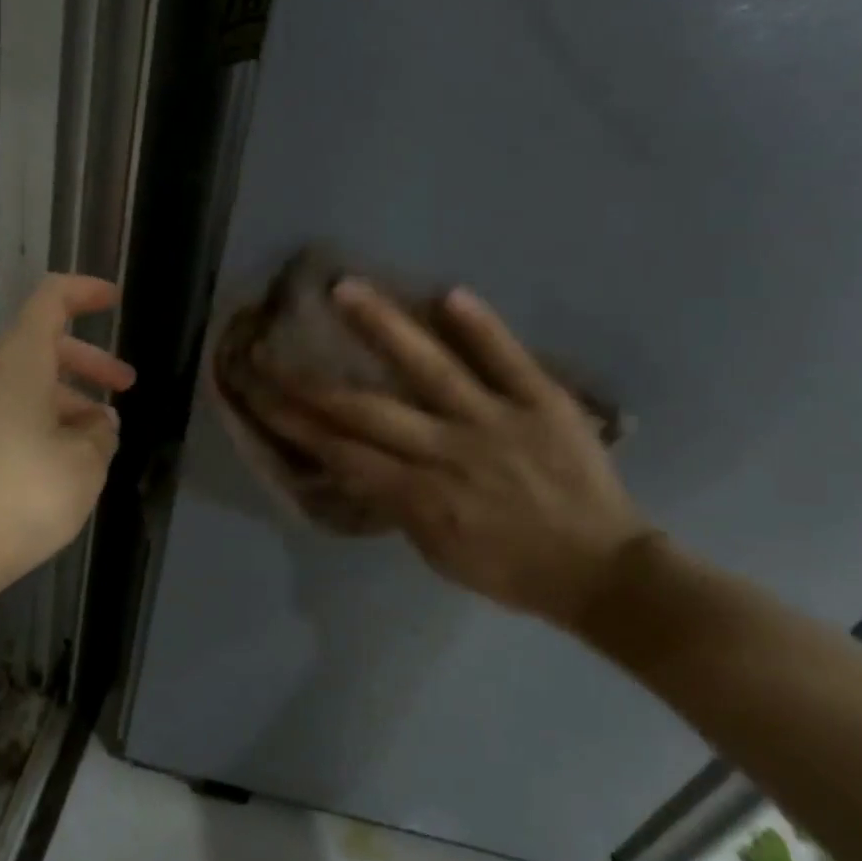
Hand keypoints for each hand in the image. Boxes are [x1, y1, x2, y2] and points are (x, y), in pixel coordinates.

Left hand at [0, 274, 135, 596]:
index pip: (52, 298)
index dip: (86, 292)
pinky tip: (54, 460)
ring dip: (63, 399)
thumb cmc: (16, 498)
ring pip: (21, 382)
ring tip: (96, 437)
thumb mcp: (84, 465)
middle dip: (88, 364)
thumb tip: (98, 422)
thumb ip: (101, 433)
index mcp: (17, 360)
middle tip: (124, 388)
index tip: (114, 300)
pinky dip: (34, 420)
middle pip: (41, 345)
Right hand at [245, 280, 646, 629]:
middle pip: (365, 410)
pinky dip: (480, 327)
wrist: (602, 571)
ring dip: (383, 327)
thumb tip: (355, 460)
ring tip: (345, 289)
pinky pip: (507, 358)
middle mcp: (448, 451)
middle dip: (308, 382)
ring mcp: (496, 421)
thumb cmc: (511, 569)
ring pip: (430, 369)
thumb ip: (395, 503)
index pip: (341, 452)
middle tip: (269, 349)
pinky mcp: (542, 402)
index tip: (259, 394)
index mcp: (421, 497)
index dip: (293, 422)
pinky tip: (447, 293)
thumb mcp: (437, 553)